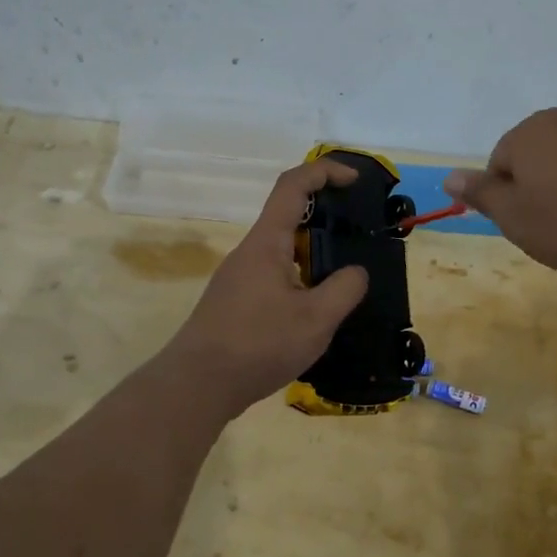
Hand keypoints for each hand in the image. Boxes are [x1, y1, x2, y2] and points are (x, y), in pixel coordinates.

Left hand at [162, 158, 369, 416]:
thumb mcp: (315, 319)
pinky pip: (274, 276)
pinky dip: (300, 279)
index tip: (354, 180)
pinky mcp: (235, 302)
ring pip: (282, 251)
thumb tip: (356, 273)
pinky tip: (316, 310)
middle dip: (326, 218)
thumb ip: (344, 290)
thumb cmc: (258, 345)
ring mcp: (239, 277)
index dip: (325, 171)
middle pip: (288, 217)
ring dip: (314, 255)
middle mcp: (249, 252)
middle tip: (359, 236)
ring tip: (345, 279)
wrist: (197, 385)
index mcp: (267, 243)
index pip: (293, 185)